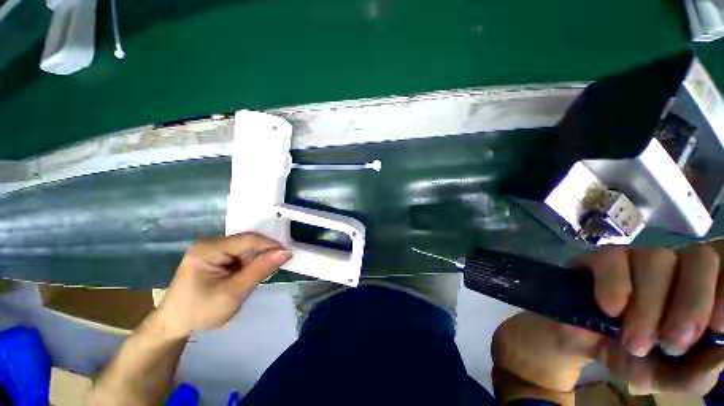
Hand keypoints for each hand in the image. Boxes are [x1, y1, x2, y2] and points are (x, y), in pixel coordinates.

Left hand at [152, 233, 291, 338]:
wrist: (174, 325)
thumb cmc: (200, 312)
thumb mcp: (234, 293)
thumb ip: (260, 270)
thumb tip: (286, 252)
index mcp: (209, 249)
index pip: (249, 239)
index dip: (271, 245)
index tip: (288, 255)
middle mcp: (211, 243)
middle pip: (248, 242)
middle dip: (265, 253)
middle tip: (278, 267)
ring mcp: (212, 249)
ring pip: (247, 248)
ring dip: (258, 259)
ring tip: (264, 274)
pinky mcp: (216, 256)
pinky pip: (241, 254)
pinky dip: (251, 263)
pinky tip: (253, 274)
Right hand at [493, 243, 723, 394]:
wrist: (584, 344)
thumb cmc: (635, 360)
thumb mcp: (668, 377)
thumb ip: (697, 372)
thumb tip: (722, 350)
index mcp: (701, 292)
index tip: (717, 329)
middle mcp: (677, 268)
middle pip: (700, 258)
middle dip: (690, 304)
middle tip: (671, 345)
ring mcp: (637, 259)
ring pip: (656, 259)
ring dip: (648, 305)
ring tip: (633, 342)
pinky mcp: (601, 258)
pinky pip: (613, 260)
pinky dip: (615, 285)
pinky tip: (610, 310)